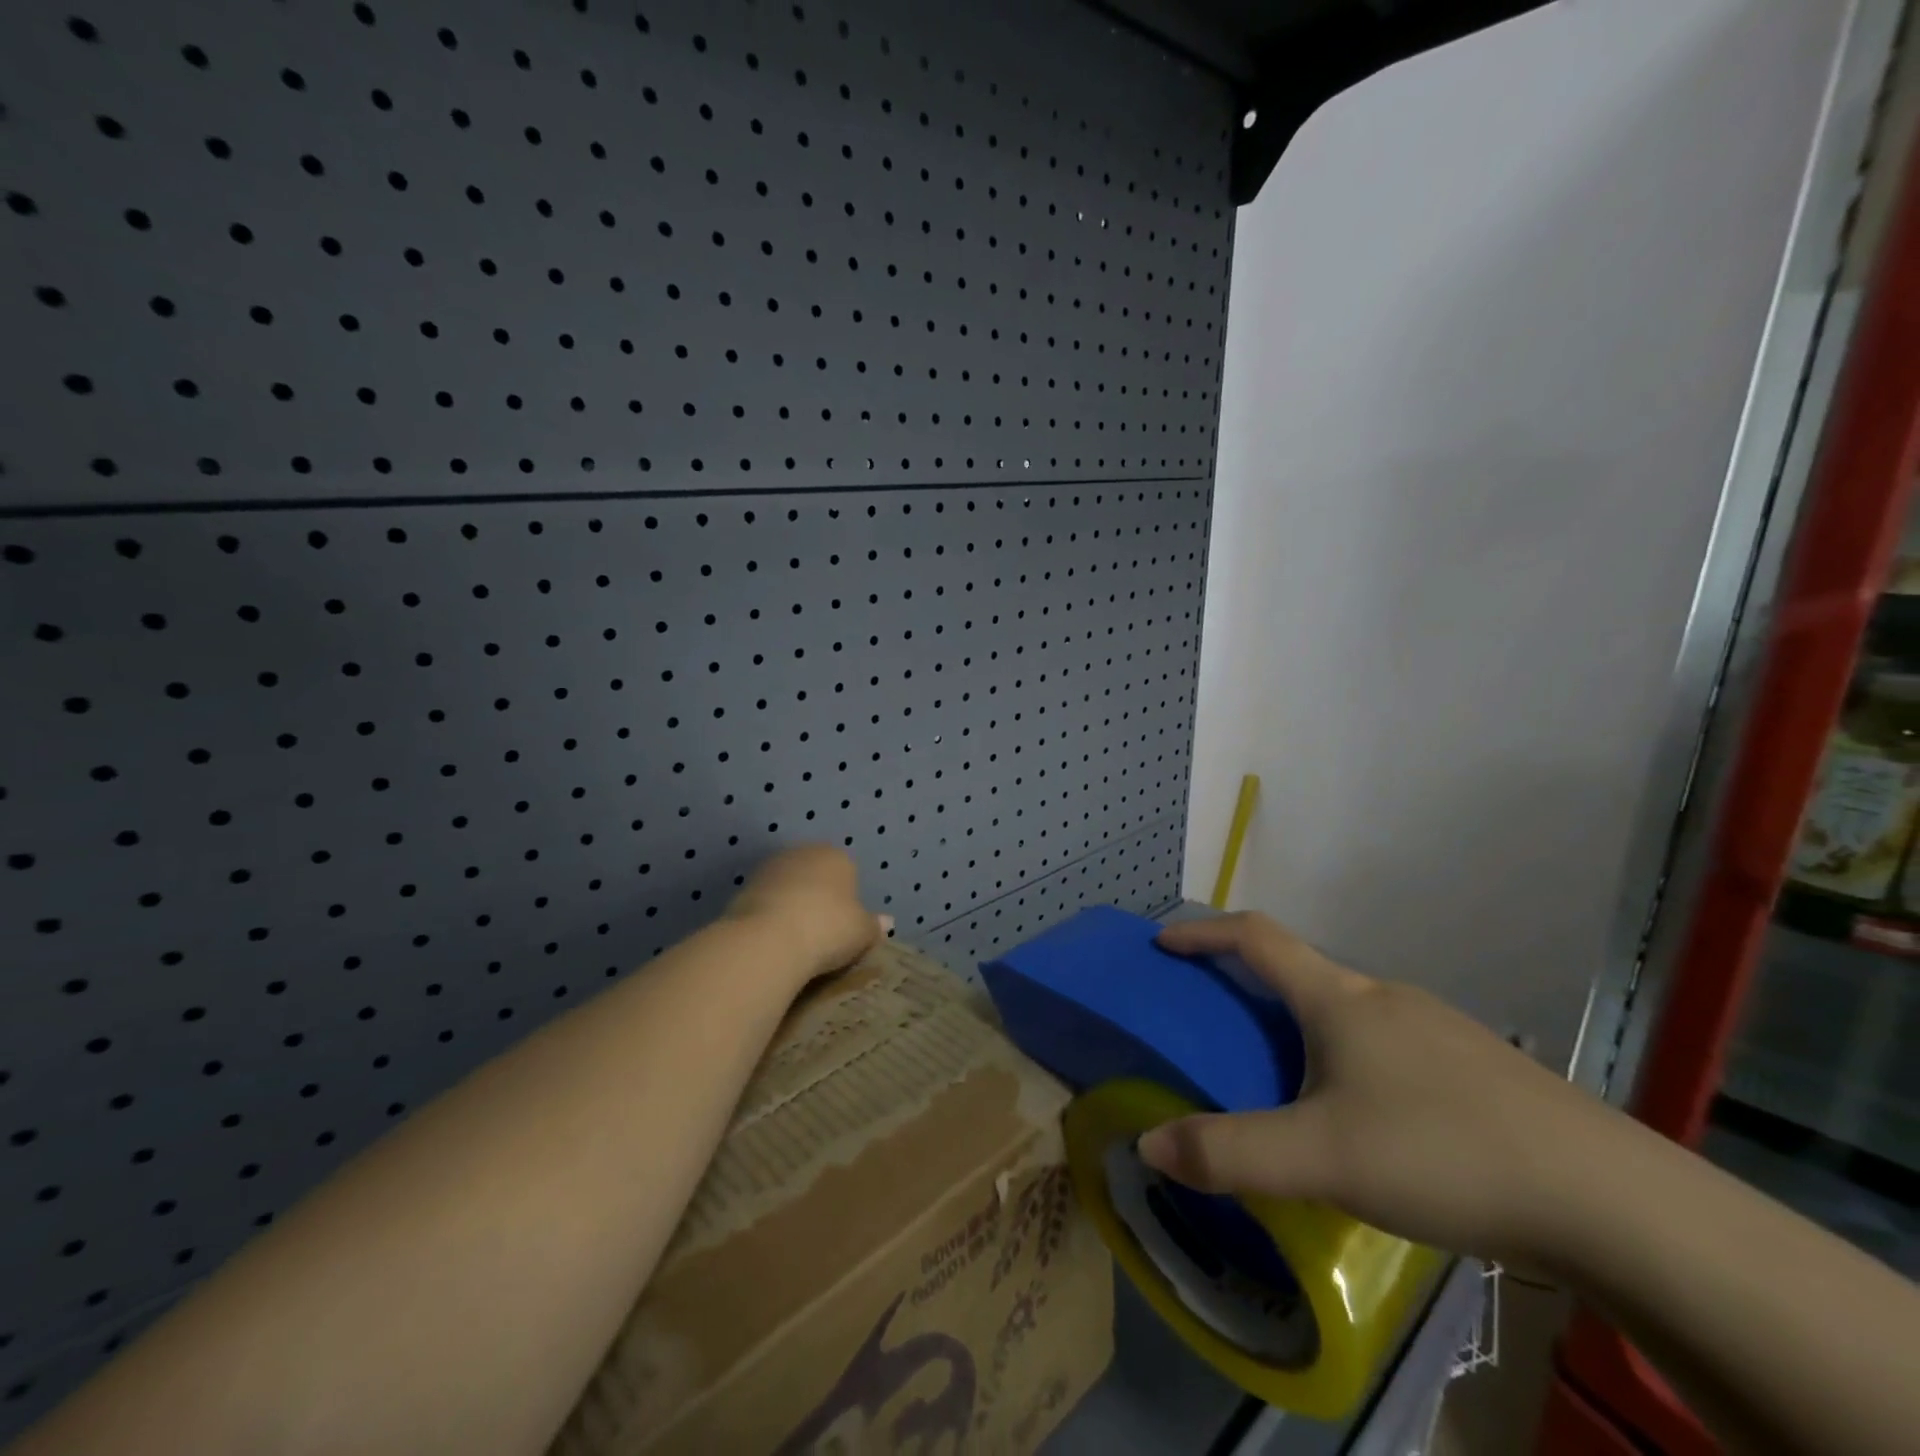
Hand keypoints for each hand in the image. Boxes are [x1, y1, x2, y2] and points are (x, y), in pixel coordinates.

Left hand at [725, 845, 889, 986]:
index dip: (849, 902)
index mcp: (837, 856)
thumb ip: (874, 925)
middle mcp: (803, 853)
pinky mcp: (743, 888)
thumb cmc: (828, 929)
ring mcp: (769, 868)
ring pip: (789, 888)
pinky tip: (773, 942)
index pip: (848, 873)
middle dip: (818, 899)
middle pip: (816, 876)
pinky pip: (766, 903)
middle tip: (822, 934)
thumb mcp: (862, 932)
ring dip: (792, 907)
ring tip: (796, 942)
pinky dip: (771, 918)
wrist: (767, 940)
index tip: (845, 928)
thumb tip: (886, 922)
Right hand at [1137, 913, 1619, 1265]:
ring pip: (1349, 1014)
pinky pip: (1390, 1046)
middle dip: (1251, 988)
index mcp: (1340, 999)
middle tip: (1220, 1030)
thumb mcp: (1321, 1158)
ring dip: (1304, 1029)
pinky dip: (1352, 1061)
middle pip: (1302, 973)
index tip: (1165, 944)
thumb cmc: (1443, 1152)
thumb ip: (1229, 1152)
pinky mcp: (1477, 1069)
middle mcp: (1385, 997)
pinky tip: (1371, 1123)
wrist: (1612, 1201)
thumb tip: (1148, 1146)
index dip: (1204, 933)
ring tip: (1291, 1086)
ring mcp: (1438, 1029)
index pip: (1256, 937)